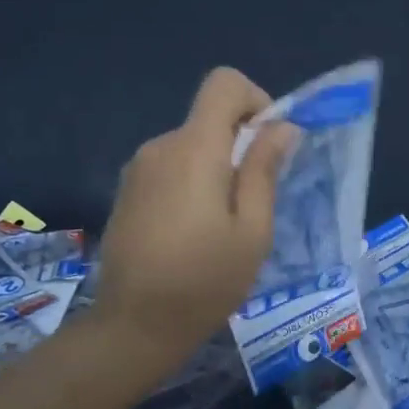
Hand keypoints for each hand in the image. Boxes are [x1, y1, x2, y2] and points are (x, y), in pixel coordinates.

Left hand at [94, 67, 297, 369]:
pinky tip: (192, 232)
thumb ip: (265, 170)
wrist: (133, 325)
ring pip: (191, 145)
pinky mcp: (127, 190)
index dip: (254, 100)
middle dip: (239, 145)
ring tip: (222, 225)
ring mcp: (138, 168)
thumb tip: (281, 127)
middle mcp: (161, 146)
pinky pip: (170, 167)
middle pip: (209, 118)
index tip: (267, 144)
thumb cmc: (205, 281)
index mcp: (195, 149)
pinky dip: (191, 183)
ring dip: (215, 168)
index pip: (224, 83)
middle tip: (253, 202)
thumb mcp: (252, 231)